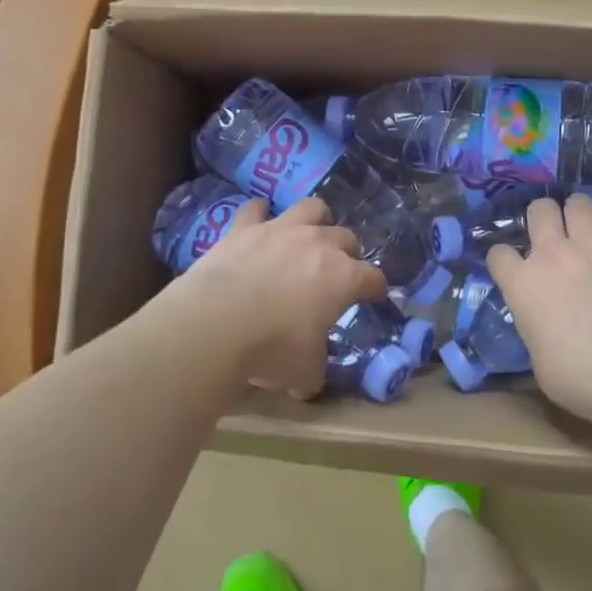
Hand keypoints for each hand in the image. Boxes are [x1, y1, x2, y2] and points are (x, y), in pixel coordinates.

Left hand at [161, 197, 386, 398]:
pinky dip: (259, 214)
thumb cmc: (272, 348)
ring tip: (310, 234)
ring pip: (311, 208)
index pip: (372, 278)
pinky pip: (255, 209)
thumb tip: (308, 382)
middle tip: (340, 270)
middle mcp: (318, 244)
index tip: (373, 297)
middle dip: (348, 252)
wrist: (216, 322)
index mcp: (343, 277)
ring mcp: (281, 230)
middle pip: (346, 237)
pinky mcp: (244, 227)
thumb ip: (315, 368)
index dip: (375, 288)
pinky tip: (258, 221)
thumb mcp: (305, 372)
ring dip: (316, 220)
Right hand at [486, 170, 591, 428]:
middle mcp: (552, 254)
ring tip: (583, 219)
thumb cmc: (578, 380)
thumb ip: (534, 326)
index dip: (504, 260)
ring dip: (578, 210)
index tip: (512, 270)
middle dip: (541, 219)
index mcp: (521, 284)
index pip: (499, 254)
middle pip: (538, 212)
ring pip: (579, 204)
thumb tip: (542, 324)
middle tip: (550, 235)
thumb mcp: (537, 359)